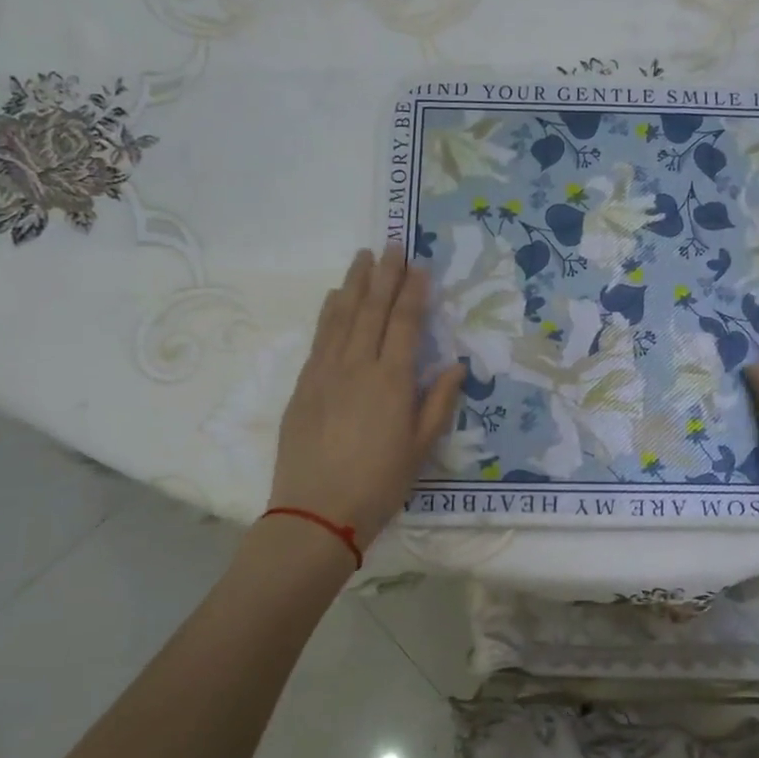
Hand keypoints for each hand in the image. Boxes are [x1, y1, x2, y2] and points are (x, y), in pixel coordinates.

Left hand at [267, 246, 464, 549]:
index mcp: (391, 380)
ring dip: (353, 284)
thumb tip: (455, 366)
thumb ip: (438, 402)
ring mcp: (325, 372)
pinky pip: (319, 337)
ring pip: (341, 316)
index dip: (413, 292)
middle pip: (371, 309)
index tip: (419, 265)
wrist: (316, 512)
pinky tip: (333, 297)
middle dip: (384, 275)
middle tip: (392, 244)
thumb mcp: (421, 448)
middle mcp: (356, 366)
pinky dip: (329, 312)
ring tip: (362, 257)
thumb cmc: (379, 484)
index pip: (404, 323)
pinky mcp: (303, 385)